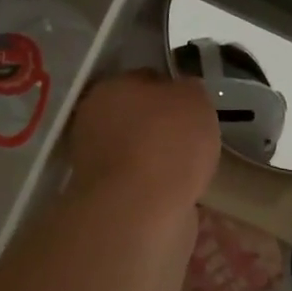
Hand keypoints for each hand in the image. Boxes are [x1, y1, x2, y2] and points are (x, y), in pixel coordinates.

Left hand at [67, 72, 219, 212]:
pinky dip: (159, 188)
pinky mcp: (107, 201)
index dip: (172, 88)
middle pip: (138, 117)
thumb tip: (183, 93)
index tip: (194, 104)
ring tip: (194, 168)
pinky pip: (141, 185)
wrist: (140, 212)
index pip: (145, 78)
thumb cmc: (167, 142)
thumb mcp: (194, 98)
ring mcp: (96, 164)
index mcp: (110, 89)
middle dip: (163, 126)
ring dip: (160, 159)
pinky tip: (183, 192)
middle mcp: (94, 123)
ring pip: (137, 153)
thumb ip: (189, 90)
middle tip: (197, 135)